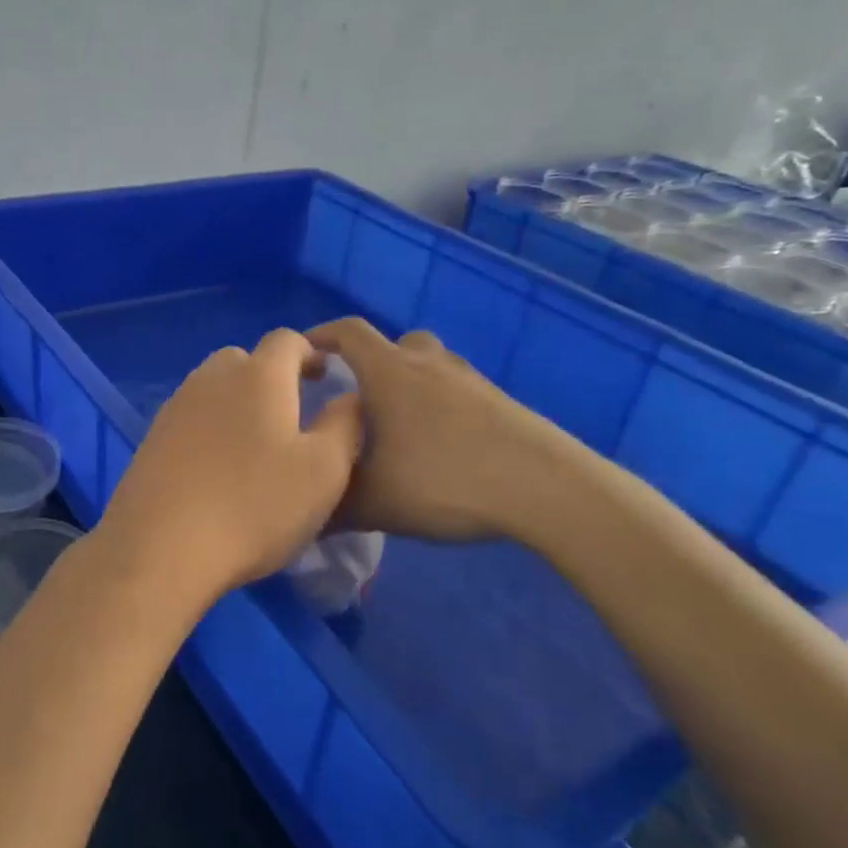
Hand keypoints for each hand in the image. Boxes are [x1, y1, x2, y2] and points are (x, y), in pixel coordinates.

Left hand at [97, 329, 361, 608]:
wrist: (161, 548)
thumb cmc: (254, 506)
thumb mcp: (324, 471)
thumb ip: (345, 424)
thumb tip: (348, 396)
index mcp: (259, 375)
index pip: (287, 340)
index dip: (309, 353)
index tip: (323, 378)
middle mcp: (212, 378)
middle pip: (245, 359)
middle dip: (270, 376)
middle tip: (290, 413)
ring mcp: (175, 406)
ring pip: (213, 387)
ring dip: (237, 401)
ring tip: (254, 442)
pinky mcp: (151, 437)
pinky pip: (190, 416)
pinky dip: (209, 427)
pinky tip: (216, 466)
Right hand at [307, 317, 610, 547]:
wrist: (544, 488)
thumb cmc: (443, 481)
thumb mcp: (374, 503)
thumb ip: (331, 506)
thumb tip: (303, 515)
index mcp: (389, 373)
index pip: (348, 332)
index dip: (322, 335)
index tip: (305, 353)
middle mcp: (428, 364)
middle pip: (395, 344)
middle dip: (371, 363)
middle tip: (358, 399)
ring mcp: (470, 380)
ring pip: (430, 366)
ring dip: (411, 384)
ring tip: (400, 427)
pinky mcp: (501, 402)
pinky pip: (458, 391)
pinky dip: (441, 407)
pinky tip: (441, 448)